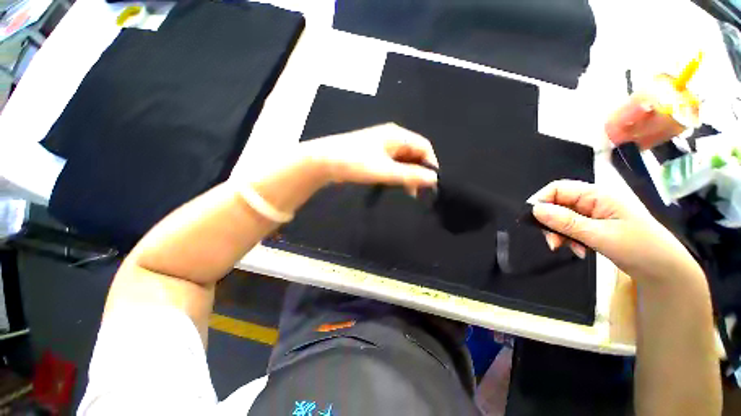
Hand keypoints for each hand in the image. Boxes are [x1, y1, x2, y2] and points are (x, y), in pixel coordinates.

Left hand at [302, 123, 438, 193]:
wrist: (323, 161)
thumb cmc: (355, 162)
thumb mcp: (385, 170)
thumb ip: (410, 175)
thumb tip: (434, 179)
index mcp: (397, 135)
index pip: (424, 146)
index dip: (430, 164)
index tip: (430, 184)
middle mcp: (391, 138)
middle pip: (414, 154)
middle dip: (418, 172)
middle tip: (418, 192)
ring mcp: (381, 146)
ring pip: (403, 160)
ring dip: (407, 175)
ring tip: (408, 192)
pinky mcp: (373, 155)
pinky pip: (392, 164)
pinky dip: (396, 174)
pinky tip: (395, 185)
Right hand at [530, 180, 702, 284]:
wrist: (665, 271)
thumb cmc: (639, 248)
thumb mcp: (600, 235)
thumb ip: (566, 222)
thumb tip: (535, 210)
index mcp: (598, 195)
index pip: (559, 188)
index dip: (542, 200)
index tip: (534, 221)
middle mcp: (593, 201)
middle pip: (558, 204)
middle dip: (551, 223)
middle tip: (553, 243)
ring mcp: (594, 215)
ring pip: (563, 218)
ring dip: (560, 234)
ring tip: (570, 250)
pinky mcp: (595, 227)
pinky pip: (572, 229)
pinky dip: (570, 239)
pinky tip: (579, 251)